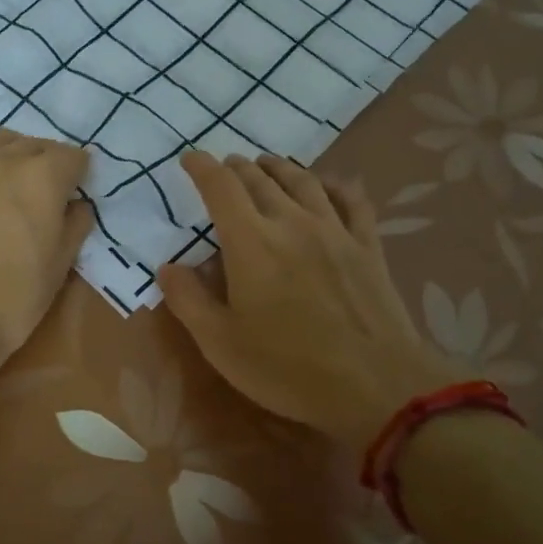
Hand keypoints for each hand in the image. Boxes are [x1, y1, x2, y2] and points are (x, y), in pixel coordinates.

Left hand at [0, 127, 92, 383]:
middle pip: (35, 145)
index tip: (76, 192)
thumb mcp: (59, 267)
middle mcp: (4, 159)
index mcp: (42, 178)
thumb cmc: (12, 300)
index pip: (72, 157)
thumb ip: (75, 225)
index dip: (79, 175)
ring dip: (9, 151)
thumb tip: (76, 205)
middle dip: (47, 163)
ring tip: (9, 176)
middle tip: (45, 191)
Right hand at [157, 152, 468, 450]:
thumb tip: (167, 267)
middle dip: (237, 167)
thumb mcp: (220, 343)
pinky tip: (329, 185)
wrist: (375, 385)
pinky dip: (335, 185)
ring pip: (304, 181)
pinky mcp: (368, 246)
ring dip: (280, 167)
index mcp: (251, 242)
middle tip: (225, 166)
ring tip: (267, 165)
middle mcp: (291, 222)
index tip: (190, 158)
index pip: (221, 187)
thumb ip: (188, 300)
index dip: (202, 167)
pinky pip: (352, 201)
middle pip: (260, 179)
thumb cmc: (287, 368)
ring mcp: (335, 231)